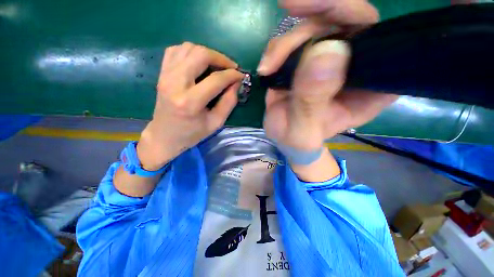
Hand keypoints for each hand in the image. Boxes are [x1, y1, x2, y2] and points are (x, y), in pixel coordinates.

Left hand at [138, 42, 244, 169]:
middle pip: (200, 55)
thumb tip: (236, 83)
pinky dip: (191, 52)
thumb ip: (229, 102)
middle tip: (230, 68)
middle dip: (221, 58)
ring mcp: (165, 75)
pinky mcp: (161, 73)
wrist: (165, 135)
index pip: (216, 79)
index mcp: (190, 102)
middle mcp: (175, 83)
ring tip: (217, 66)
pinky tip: (199, 63)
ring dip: (207, 54)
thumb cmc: (192, 133)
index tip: (241, 76)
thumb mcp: (216, 123)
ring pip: (188, 48)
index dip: (232, 75)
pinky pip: (176, 50)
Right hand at [259, 0, 397, 151]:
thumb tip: (325, 50)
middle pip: (346, 22)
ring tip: (268, 67)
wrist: (284, 138)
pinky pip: (294, 40)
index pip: (379, 41)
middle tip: (289, 4)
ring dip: (286, 42)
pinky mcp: (307, 61)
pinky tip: (267, 67)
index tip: (327, 9)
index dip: (355, 16)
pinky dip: (277, 48)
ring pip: (315, 27)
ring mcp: (330, 61)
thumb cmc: (298, 140)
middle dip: (317, 13)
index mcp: (371, 88)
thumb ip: (312, 99)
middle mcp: (356, 68)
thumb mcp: (303, 129)